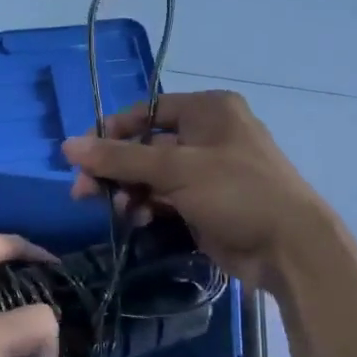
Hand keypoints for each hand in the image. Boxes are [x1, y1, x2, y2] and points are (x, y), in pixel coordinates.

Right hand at [61, 90, 324, 288]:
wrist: (289, 247)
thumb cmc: (236, 192)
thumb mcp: (176, 170)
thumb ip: (120, 158)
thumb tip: (67, 145)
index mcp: (208, 110)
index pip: (147, 111)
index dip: (111, 132)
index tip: (80, 157)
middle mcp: (208, 134)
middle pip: (146, 145)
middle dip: (115, 169)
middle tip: (83, 192)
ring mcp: (208, 170)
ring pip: (153, 175)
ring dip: (129, 192)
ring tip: (116, 212)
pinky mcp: (206, 202)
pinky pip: (165, 198)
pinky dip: (147, 207)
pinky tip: (134, 221)